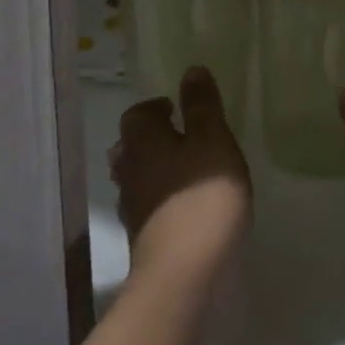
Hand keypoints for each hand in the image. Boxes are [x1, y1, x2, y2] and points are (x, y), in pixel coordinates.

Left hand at [111, 67, 251, 283]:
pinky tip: (184, 206)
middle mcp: (130, 169)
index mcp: (144, 141)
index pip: (137, 114)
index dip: (155, 107)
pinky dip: (161, 199)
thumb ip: (203, 107)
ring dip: (154, 169)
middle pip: (131, 145)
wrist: (184, 275)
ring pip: (136, 177)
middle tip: (181, 136)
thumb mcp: (213, 141)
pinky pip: (147, 206)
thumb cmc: (202, 198)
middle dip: (152, 138)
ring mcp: (132, 207)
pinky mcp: (143, 238)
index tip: (177, 108)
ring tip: (184, 170)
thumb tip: (191, 70)